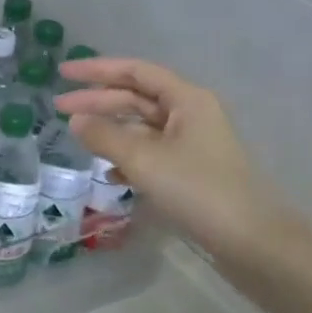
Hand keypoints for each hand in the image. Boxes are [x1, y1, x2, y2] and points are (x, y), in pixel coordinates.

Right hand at [56, 58, 296, 262]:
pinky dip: (129, 158)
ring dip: (112, 131)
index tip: (62, 74)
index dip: (97, 71)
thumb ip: (106, 137)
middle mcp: (191, 114)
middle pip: (138, 98)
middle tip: (59, 109)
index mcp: (187, 99)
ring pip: (144, 127)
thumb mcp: (145, 160)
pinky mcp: (193, 172)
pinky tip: (110, 174)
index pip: (135, 72)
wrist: (252, 241)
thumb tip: (76, 121)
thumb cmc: (198, 190)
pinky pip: (153, 154)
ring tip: (79, 138)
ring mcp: (193, 144)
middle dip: (98, 102)